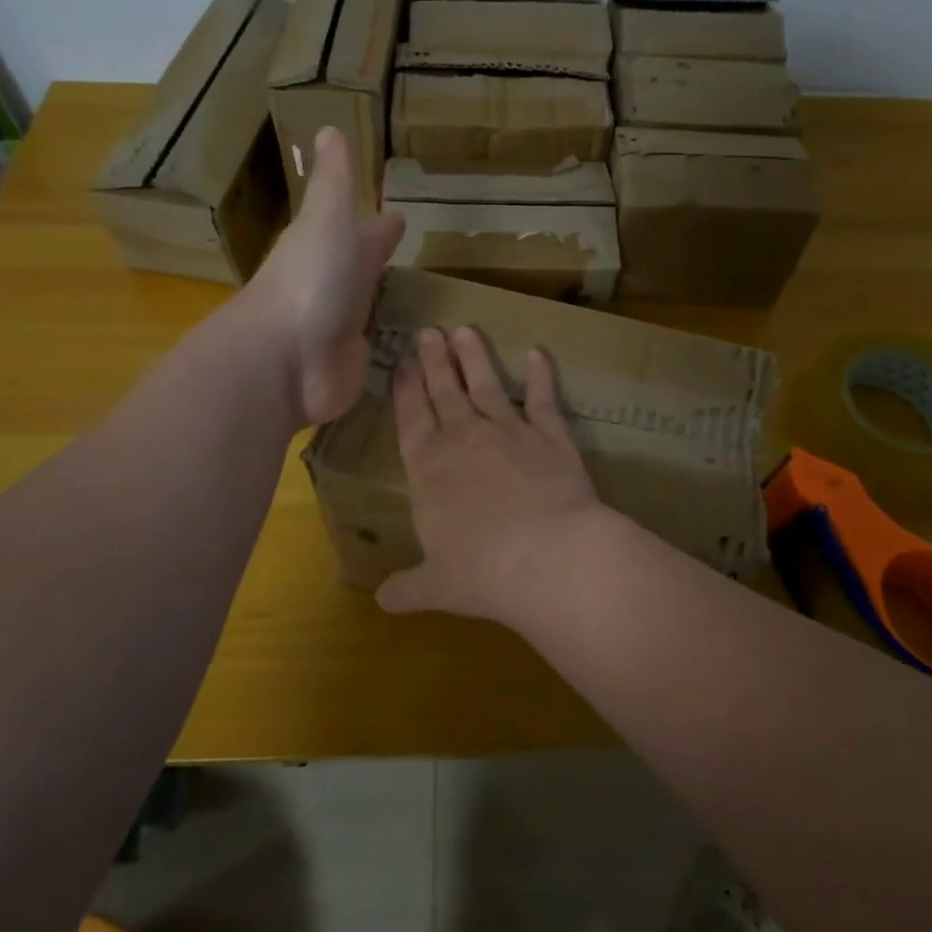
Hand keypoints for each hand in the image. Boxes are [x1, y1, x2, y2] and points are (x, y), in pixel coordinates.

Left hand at [245, 126, 402, 425]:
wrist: (287, 361)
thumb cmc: (312, 280)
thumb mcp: (327, 219)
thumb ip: (334, 182)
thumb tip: (328, 127)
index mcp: (330, 249)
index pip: (361, 233)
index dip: (378, 226)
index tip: (398, 218)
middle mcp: (336, 289)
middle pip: (363, 272)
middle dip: (378, 262)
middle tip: (408, 259)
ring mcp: (344, 332)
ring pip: (370, 312)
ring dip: (386, 306)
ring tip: (419, 303)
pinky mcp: (356, 368)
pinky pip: (381, 355)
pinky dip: (394, 350)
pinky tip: (413, 351)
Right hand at [376, 326, 609, 626]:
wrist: (548, 557)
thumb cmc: (482, 573)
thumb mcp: (435, 587)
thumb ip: (407, 588)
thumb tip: (381, 601)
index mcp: (428, 469)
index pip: (411, 419)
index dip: (405, 389)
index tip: (402, 362)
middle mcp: (464, 439)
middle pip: (444, 391)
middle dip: (434, 361)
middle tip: (428, 332)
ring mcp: (509, 431)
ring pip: (486, 384)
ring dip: (474, 357)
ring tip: (465, 330)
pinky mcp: (550, 435)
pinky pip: (542, 398)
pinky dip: (541, 375)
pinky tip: (538, 353)